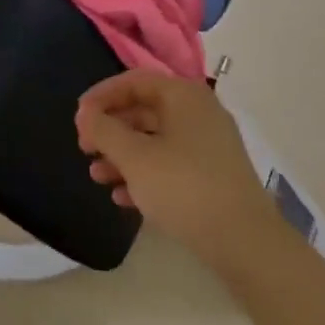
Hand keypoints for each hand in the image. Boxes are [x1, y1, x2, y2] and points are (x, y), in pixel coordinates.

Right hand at [75, 71, 282, 266]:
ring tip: (97, 178)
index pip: (134, 81)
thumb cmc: (184, 187)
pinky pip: (170, 164)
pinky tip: (123, 198)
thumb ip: (104, 131)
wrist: (246, 243)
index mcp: (183, 96)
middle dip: (110, 130)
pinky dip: (144, 175)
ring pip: (155, 140)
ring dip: (122, 155)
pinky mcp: (213, 176)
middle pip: (144, 110)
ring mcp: (209, 145)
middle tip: (85, 149)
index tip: (78, 118)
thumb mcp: (135, 158)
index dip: (101, 96)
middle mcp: (198, 112)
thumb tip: (86, 114)